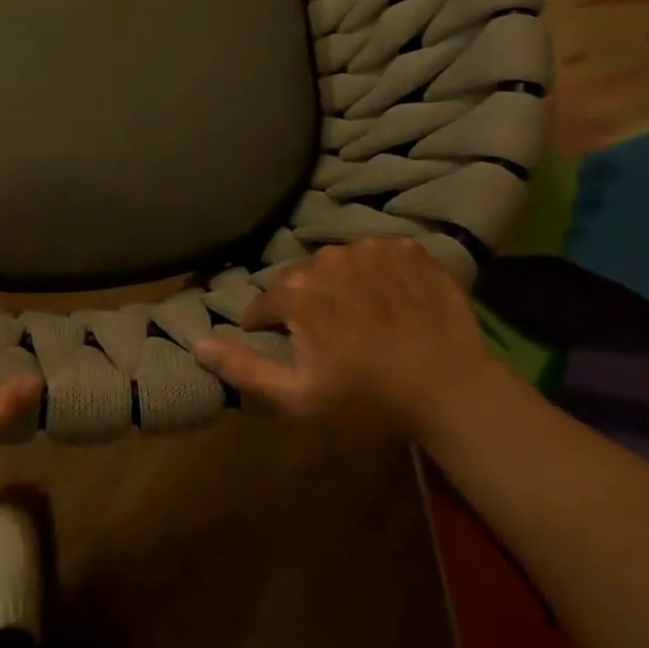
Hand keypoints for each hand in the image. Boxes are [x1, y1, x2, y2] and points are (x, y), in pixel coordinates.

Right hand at [193, 238, 499, 437]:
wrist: (452, 388)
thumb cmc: (369, 398)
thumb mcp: (297, 396)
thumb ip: (242, 367)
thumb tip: (196, 342)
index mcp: (296, 291)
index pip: (263, 304)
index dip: (267, 328)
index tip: (286, 348)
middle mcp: (326, 258)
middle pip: (300, 281)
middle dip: (305, 305)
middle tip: (330, 338)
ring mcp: (370, 249)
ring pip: (338, 265)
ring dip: (341, 287)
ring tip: (363, 319)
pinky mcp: (407, 249)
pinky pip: (378, 256)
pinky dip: (378, 275)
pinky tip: (393, 304)